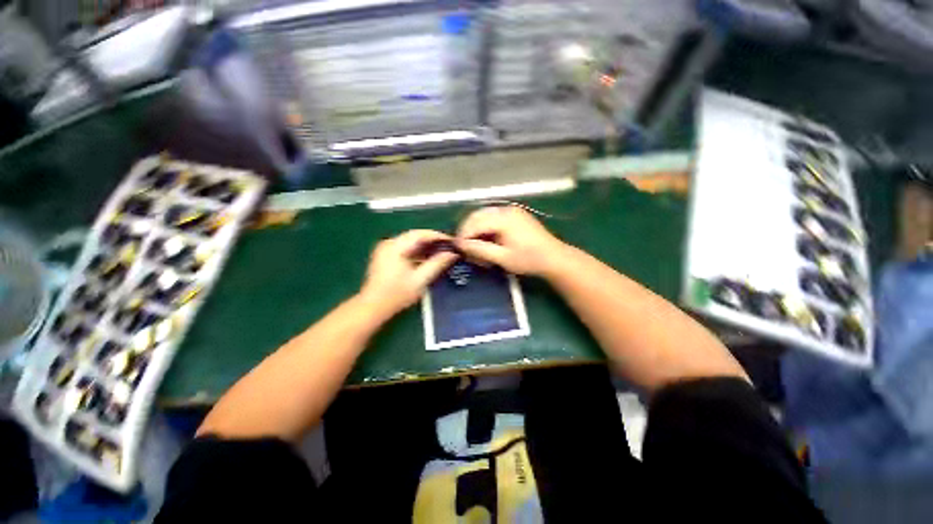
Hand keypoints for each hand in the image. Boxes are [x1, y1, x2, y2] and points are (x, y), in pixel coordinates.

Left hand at [359, 230, 459, 317]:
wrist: (373, 307)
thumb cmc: (397, 294)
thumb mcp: (420, 280)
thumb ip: (437, 264)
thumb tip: (452, 254)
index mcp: (395, 246)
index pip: (420, 234)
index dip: (438, 236)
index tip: (452, 241)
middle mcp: (389, 243)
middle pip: (415, 236)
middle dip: (433, 241)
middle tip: (449, 247)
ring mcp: (386, 249)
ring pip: (410, 242)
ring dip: (425, 247)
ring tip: (442, 253)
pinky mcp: (385, 256)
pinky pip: (405, 248)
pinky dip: (417, 252)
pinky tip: (428, 259)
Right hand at [455, 205, 568, 276]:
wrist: (554, 257)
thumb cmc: (529, 260)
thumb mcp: (502, 258)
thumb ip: (480, 250)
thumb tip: (460, 245)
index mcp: (503, 218)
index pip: (475, 223)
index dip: (463, 235)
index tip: (457, 248)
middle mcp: (506, 209)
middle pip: (478, 216)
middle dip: (468, 231)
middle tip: (464, 247)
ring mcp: (511, 211)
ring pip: (484, 216)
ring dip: (476, 229)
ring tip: (475, 245)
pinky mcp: (515, 215)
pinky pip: (493, 217)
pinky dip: (486, 227)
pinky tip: (486, 239)